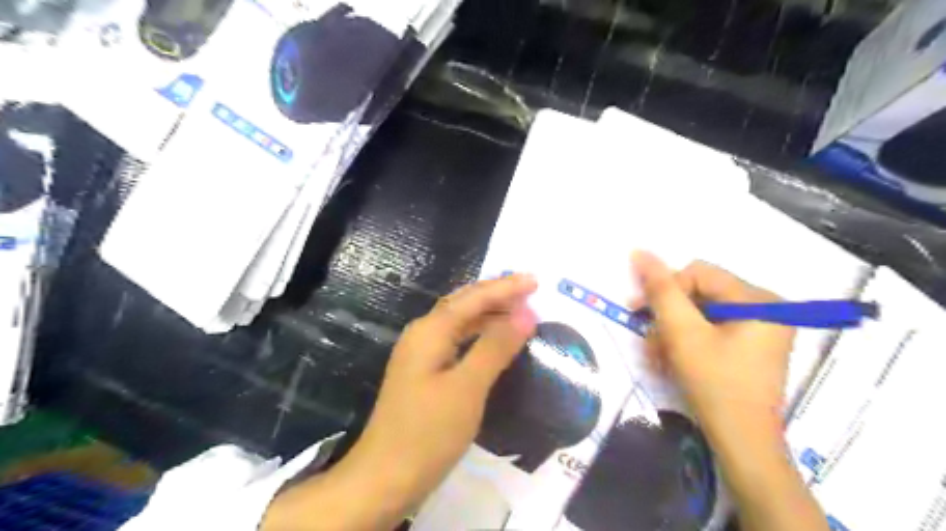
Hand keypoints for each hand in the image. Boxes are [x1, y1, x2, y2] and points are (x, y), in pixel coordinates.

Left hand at [348, 274, 539, 508]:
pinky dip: (480, 336)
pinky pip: (457, 342)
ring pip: (460, 323)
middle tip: (530, 290)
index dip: (505, 287)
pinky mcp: (425, 373)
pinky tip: (495, 343)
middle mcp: (423, 335)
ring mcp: (422, 355)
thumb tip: (525, 314)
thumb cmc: (428, 431)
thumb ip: (495, 347)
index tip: (536, 281)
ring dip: (489, 314)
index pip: (473, 298)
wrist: (385, 477)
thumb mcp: (467, 387)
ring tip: (519, 311)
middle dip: (496, 294)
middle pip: (463, 304)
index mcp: (430, 331)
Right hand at [634, 251, 828, 530]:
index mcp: (758, 298)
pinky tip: (671, 361)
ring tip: (658, 357)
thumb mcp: (682, 333)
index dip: (665, 290)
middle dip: (668, 317)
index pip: (698, 273)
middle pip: (699, 293)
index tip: (639, 312)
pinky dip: (686, 342)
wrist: (742, 443)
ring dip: (672, 332)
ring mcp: (759, 327)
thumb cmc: (715, 384)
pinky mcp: (750, 345)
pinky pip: (709, 330)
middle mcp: (765, 306)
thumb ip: (661, 290)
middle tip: (649, 340)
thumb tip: (639, 251)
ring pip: (700, 313)